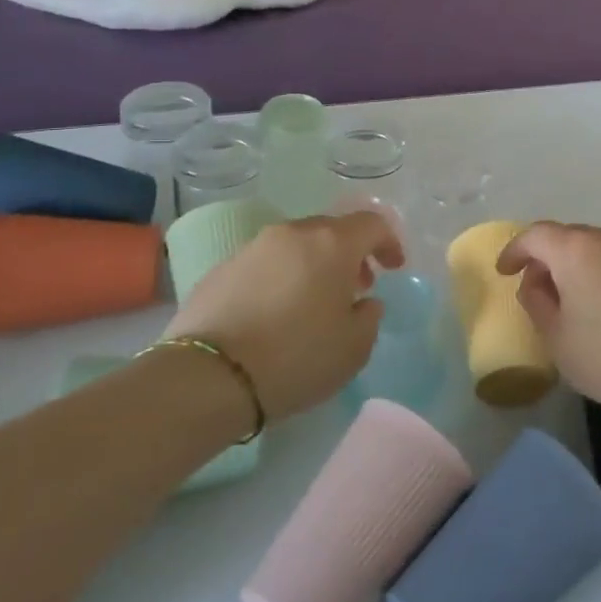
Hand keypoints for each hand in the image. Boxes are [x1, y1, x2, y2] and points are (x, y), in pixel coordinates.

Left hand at [163, 212, 403, 421]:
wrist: (207, 378)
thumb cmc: (296, 358)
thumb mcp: (354, 347)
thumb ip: (370, 316)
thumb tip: (364, 302)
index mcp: (332, 244)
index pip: (373, 224)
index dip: (389, 243)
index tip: (393, 268)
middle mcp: (293, 234)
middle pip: (332, 230)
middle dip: (350, 254)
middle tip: (356, 287)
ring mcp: (252, 248)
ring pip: (296, 245)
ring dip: (314, 265)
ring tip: (313, 302)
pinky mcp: (220, 269)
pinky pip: (265, 264)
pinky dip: (280, 278)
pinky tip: (275, 313)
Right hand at [495, 222, 600, 415]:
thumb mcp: (556, 337)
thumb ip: (536, 302)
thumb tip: (536, 284)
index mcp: (574, 249)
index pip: (535, 236)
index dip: (514, 251)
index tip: (504, 272)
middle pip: (565, 237)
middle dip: (544, 259)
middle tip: (535, 290)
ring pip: (592, 248)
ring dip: (573, 266)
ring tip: (568, 301)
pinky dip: (598, 273)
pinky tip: (600, 306)